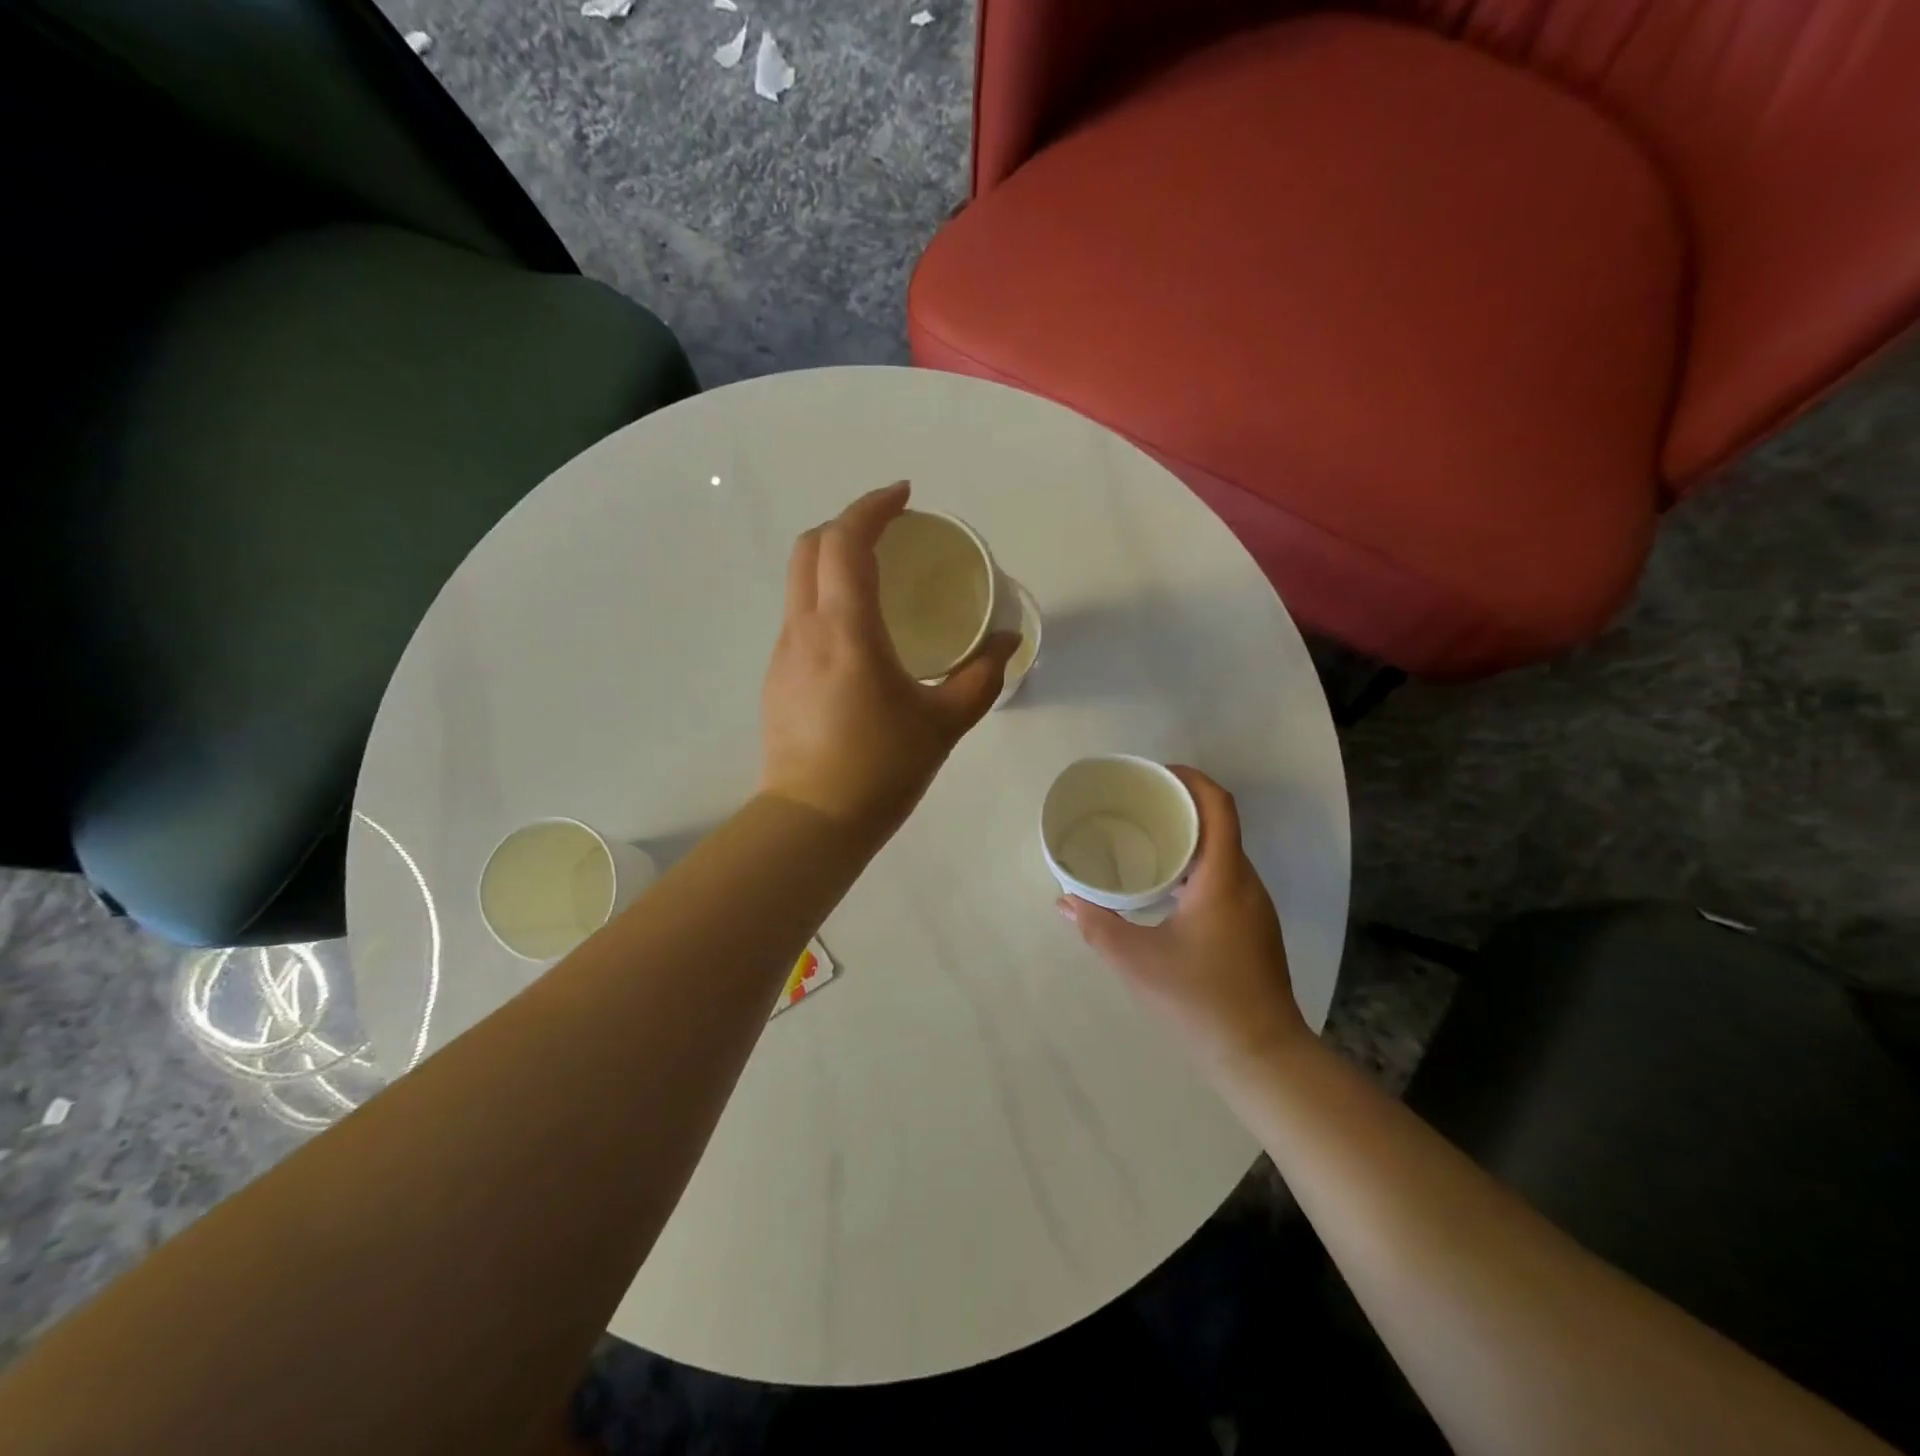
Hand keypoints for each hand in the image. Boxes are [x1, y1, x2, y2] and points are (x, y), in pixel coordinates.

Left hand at [761, 481, 1017, 833]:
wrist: (813, 821)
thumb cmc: (881, 769)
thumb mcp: (944, 723)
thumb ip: (981, 677)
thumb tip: (1009, 644)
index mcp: (846, 630)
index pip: (846, 542)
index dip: (873, 507)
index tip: (905, 497)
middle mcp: (805, 629)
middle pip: (811, 547)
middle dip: (849, 524)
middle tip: (892, 531)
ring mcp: (784, 653)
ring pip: (799, 580)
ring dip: (834, 559)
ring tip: (878, 576)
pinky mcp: (777, 677)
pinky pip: (799, 615)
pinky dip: (825, 596)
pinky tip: (858, 632)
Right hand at [1059, 768, 1308, 1074]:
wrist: (1261, 1055)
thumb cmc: (1200, 1000)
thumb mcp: (1137, 962)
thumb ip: (1097, 926)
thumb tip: (1064, 900)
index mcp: (1223, 877)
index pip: (1218, 806)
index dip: (1191, 780)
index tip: (1156, 773)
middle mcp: (1245, 882)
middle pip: (1220, 823)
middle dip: (1182, 804)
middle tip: (1137, 804)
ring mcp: (1253, 906)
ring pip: (1223, 851)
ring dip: (1189, 836)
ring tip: (1144, 838)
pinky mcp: (1252, 926)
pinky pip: (1224, 875)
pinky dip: (1195, 864)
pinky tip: (1165, 885)